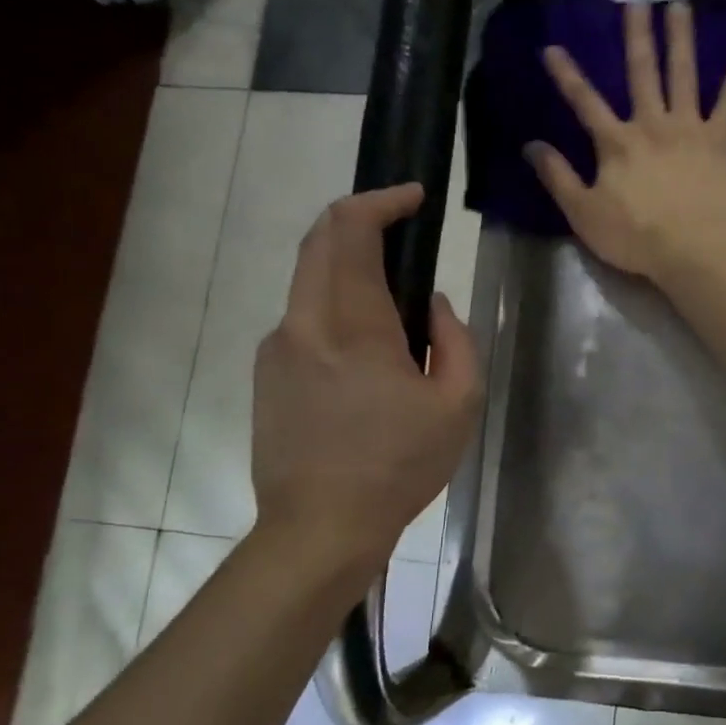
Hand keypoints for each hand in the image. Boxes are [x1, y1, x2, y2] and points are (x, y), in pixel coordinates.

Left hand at [251, 185, 479, 583]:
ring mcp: (277, 348)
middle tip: (400, 224)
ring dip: (345, 263)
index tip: (414, 196)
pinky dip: (333, 302)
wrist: (320, 528)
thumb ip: (454, 340)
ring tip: (391, 291)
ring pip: (307, 278)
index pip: (350, 230)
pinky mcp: (266, 373)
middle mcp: (304, 323)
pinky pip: (302, 317)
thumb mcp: (458, 404)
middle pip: (318, 240)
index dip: (382, 199)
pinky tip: (364, 344)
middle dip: (358, 217)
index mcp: (353, 326)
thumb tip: (433, 305)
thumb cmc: (399, 466)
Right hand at [529, 1, 725, 283]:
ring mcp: (688, 128)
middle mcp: (651, 124)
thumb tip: (531, 146)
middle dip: (635, 38)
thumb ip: (558, 178)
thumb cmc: (636, 238)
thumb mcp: (584, 214)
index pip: (585, 102)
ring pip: (683, 74)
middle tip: (633, 3)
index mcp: (616, 143)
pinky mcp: (720, 140)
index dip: (567, 76)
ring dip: (680, 38)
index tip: (552, 47)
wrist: (693, 252)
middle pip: (640, 73)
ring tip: (679, 6)